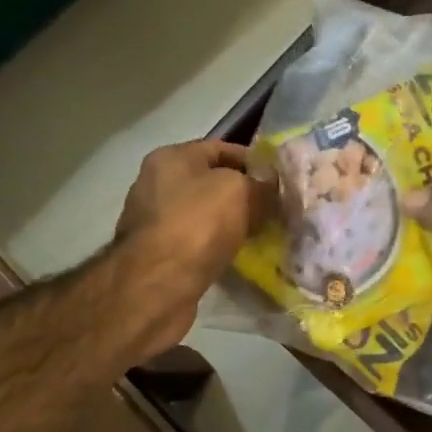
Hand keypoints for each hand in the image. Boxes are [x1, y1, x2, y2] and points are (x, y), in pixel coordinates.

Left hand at [114, 140, 274, 357]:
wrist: (158, 284)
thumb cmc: (198, 225)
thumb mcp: (240, 191)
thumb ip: (260, 184)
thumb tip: (270, 186)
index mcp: (171, 157)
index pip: (219, 148)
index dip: (252, 160)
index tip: (278, 178)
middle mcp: (156, 183)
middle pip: (209, 181)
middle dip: (242, 193)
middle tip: (273, 208)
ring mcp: (153, 219)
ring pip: (203, 213)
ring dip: (229, 222)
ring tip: (259, 233)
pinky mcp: (156, 253)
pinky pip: (196, 241)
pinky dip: (216, 245)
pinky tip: (237, 255)